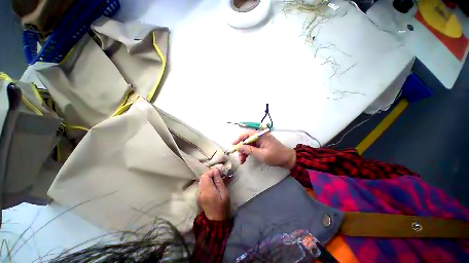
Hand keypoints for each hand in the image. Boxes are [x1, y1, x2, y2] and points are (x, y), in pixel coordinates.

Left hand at [197, 168, 229, 220]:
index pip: (205, 176)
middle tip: (218, 173)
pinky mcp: (198, 196)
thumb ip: (219, 181)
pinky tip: (212, 183)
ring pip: (201, 180)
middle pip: (202, 177)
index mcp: (207, 191)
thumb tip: (216, 171)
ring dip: (208, 177)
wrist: (215, 220)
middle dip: (210, 173)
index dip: (211, 171)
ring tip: (215, 177)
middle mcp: (200, 192)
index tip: (219, 171)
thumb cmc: (223, 206)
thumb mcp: (224, 193)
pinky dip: (206, 181)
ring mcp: (198, 194)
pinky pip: (201, 185)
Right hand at [233, 131, 295, 169]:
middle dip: (241, 148)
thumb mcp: (262, 154)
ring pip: (248, 144)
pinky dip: (248, 152)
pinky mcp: (261, 145)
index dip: (238, 138)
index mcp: (261, 135)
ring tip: (242, 161)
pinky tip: (246, 158)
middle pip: (246, 139)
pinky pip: (252, 147)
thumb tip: (239, 147)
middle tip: (240, 158)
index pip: (247, 134)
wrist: (287, 159)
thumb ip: (250, 150)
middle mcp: (260, 136)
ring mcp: (260, 140)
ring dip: (244, 151)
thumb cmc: (276, 156)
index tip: (233, 145)